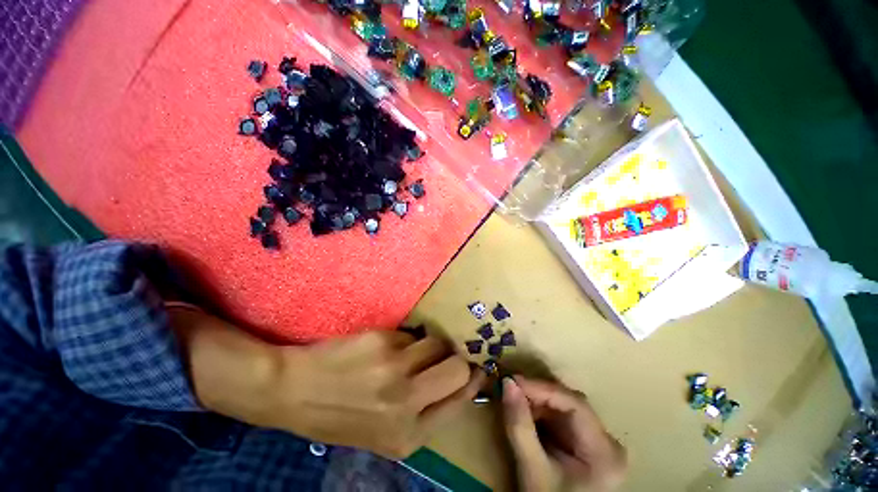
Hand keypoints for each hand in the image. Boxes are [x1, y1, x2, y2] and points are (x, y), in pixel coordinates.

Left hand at [171, 307, 483, 458]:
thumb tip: (460, 378)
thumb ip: (424, 410)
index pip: (461, 397)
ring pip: (437, 344)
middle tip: (441, 355)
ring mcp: (396, 371)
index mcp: (410, 434)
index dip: (474, 378)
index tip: (478, 365)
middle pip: (459, 367)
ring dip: (428, 346)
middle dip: (455, 358)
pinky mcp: (384, 343)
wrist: (294, 393)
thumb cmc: (341, 415)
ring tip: (408, 353)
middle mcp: (408, 404)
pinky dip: (406, 339)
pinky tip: (385, 348)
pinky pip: (412, 334)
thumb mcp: (385, 432)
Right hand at [502, 376, 626, 491]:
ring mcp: (597, 442)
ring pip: (564, 407)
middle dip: (537, 394)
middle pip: (570, 403)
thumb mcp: (533, 470)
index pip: (575, 404)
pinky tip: (525, 414)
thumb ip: (519, 426)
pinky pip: (561, 417)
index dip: (542, 388)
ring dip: (537, 401)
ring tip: (514, 400)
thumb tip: (507, 383)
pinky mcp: (584, 443)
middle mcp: (607, 442)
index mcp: (604, 452)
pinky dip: (540, 413)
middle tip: (510, 388)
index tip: (512, 380)